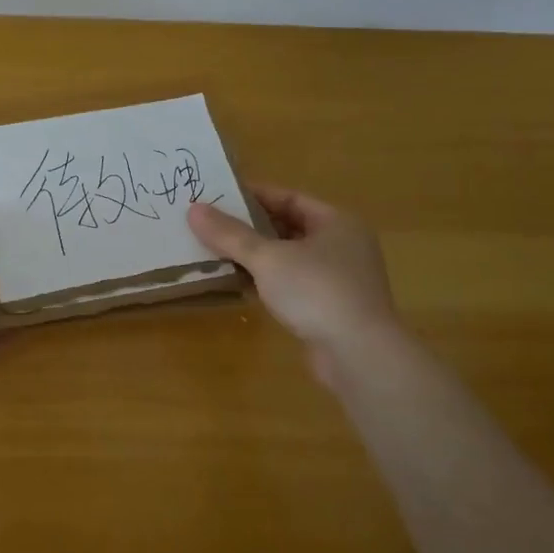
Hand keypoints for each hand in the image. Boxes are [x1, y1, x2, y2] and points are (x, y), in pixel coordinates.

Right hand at [189, 187, 401, 393]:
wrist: (360, 356)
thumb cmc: (317, 291)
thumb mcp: (267, 258)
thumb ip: (230, 234)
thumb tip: (193, 209)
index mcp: (336, 222)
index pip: (289, 197)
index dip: (253, 196)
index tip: (218, 197)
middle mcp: (343, 245)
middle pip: (288, 226)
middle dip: (250, 227)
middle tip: (212, 224)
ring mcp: (340, 279)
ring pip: (289, 258)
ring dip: (257, 257)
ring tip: (217, 252)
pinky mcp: (331, 308)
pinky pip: (293, 284)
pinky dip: (268, 282)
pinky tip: (239, 284)